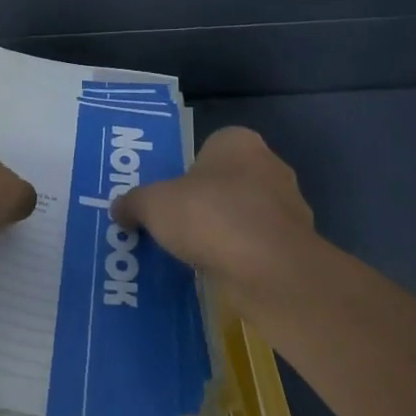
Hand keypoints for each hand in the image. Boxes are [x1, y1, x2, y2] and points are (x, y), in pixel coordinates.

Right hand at [111, 127, 315, 294]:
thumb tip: (119, 210)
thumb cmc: (210, 216)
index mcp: (238, 142)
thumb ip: (133, 203)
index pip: (210, 148)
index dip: (188, 172)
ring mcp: (289, 205)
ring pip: (247, 214)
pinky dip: (243, 257)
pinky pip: (260, 246)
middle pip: (229, 181)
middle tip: (178, 226)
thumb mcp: (153, 205)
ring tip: (196, 255)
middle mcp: (270, 165)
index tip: (170, 198)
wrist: (270, 269)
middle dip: (207, 202)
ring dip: (227, 231)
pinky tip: (222, 273)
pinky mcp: (296, 244)